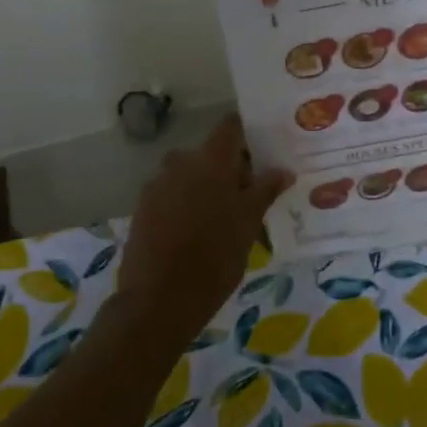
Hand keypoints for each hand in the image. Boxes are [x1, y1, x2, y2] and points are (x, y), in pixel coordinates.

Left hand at [114, 116, 292, 348]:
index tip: (264, 151)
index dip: (248, 134)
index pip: (231, 126)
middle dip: (231, 169)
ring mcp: (157, 184)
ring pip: (191, 175)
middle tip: (251, 196)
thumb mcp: (249, 223)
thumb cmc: (215, 256)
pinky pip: (173, 195)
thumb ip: (265, 190)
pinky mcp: (143, 207)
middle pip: (211, 153)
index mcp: (210, 159)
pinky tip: (199, 232)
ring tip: (226, 219)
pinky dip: (188, 204)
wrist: (158, 299)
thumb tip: (283, 170)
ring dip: (208, 188)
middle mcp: (180, 161)